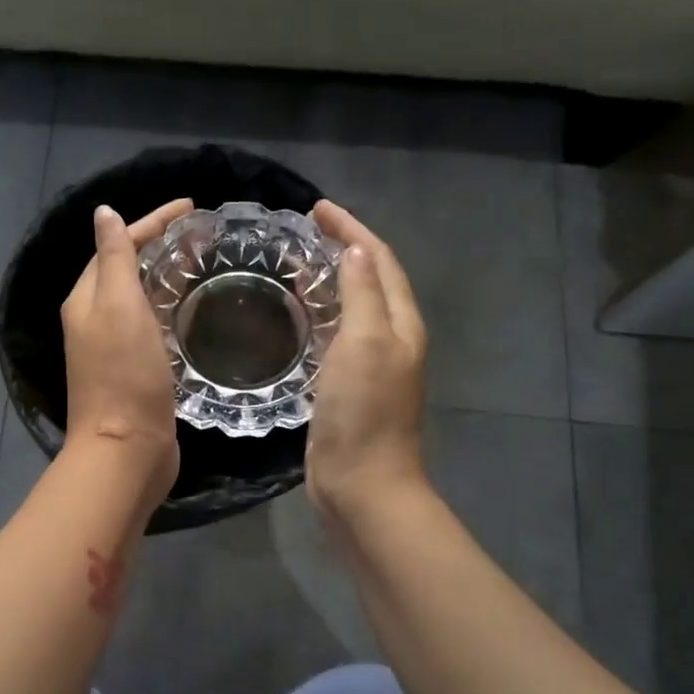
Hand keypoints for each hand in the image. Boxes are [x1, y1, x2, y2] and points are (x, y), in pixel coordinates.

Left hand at [61, 198, 192, 508]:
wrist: (127, 450)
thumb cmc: (124, 375)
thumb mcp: (118, 307)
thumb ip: (114, 259)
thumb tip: (103, 213)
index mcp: (86, 299)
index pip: (117, 245)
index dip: (152, 222)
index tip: (191, 206)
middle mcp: (95, 320)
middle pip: (127, 269)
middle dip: (160, 245)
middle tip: (202, 233)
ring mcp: (115, 348)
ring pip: (141, 298)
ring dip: (167, 276)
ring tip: (203, 263)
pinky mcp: (136, 371)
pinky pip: (153, 326)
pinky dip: (171, 309)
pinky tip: (195, 310)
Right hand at [307, 200, 428, 517]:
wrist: (361, 484)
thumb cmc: (364, 412)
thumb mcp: (365, 343)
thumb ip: (362, 294)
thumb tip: (356, 250)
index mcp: (400, 323)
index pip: (380, 260)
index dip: (352, 230)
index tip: (317, 209)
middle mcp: (390, 338)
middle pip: (369, 279)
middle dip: (342, 249)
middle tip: (302, 233)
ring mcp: (368, 364)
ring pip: (351, 307)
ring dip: (328, 280)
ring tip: (293, 264)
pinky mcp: (345, 387)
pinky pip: (334, 336)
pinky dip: (318, 315)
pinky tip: (294, 316)